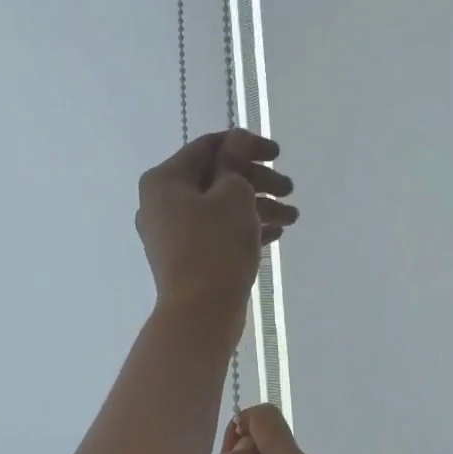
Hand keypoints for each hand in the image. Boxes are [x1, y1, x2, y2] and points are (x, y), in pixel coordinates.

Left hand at [136, 130, 296, 321]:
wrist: (200, 313)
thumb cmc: (215, 245)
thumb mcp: (233, 195)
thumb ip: (235, 162)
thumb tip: (236, 140)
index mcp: (164, 180)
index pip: (208, 147)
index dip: (246, 144)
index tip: (278, 153)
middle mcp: (161, 203)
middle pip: (215, 178)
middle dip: (257, 180)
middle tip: (289, 189)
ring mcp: (172, 234)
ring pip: (219, 208)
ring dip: (257, 206)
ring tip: (292, 217)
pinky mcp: (186, 258)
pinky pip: (216, 233)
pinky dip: (243, 229)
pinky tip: (275, 234)